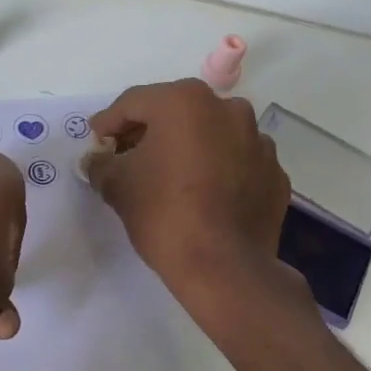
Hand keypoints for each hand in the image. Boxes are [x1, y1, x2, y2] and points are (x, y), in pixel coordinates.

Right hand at [82, 80, 291, 300]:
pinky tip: (203, 195)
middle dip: (149, 132)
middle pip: (176, 112)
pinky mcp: (274, 172)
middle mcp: (227, 109)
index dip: (109, 122)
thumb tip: (97, 160)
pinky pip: (236, 161)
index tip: (96, 142)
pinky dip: (217, 169)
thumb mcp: (118, 186)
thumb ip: (101, 164)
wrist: (224, 268)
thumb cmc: (164, 214)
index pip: (134, 102)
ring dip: (187, 148)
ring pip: (211, 134)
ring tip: (169, 176)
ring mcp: (258, 141)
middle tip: (127, 157)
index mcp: (185, 102)